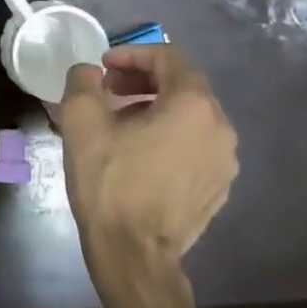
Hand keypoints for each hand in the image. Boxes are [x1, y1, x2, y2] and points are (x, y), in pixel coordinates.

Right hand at [59, 44, 238, 303]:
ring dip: (155, 106)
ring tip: (120, 121)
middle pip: (183, 84)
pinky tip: (139, 153)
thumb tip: (90, 72)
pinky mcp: (219, 186)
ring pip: (190, 115)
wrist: (134, 254)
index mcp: (192, 104)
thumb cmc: (109, 182)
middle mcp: (220, 127)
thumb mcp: (81, 122)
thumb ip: (83, 81)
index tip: (103, 66)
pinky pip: (196, 144)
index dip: (132, 53)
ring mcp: (225, 160)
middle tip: (108, 90)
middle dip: (143, 78)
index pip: (168, 57)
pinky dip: (170, 135)